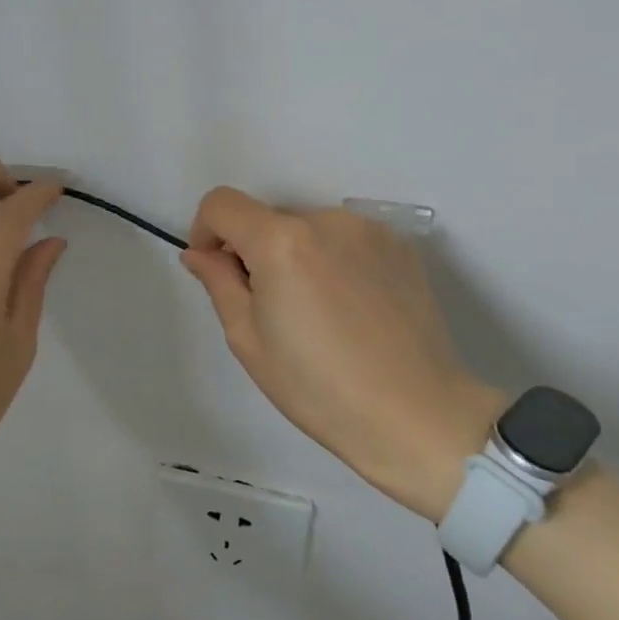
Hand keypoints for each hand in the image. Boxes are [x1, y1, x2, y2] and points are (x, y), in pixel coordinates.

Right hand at [182, 188, 503, 521]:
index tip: (216, 270)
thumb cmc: (318, 387)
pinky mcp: (400, 247)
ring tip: (317, 313)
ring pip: (308, 230)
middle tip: (269, 308)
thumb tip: (200, 253)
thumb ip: (218, 282)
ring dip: (296, 255)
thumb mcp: (248, 339)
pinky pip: (346, 241)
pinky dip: (333, 261)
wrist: (418, 416)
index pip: (221, 203)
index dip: (206, 231)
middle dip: (254, 251)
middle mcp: (325, 220)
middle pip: (267, 218)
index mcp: (280, 240)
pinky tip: (351, 310)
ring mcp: (369, 231)